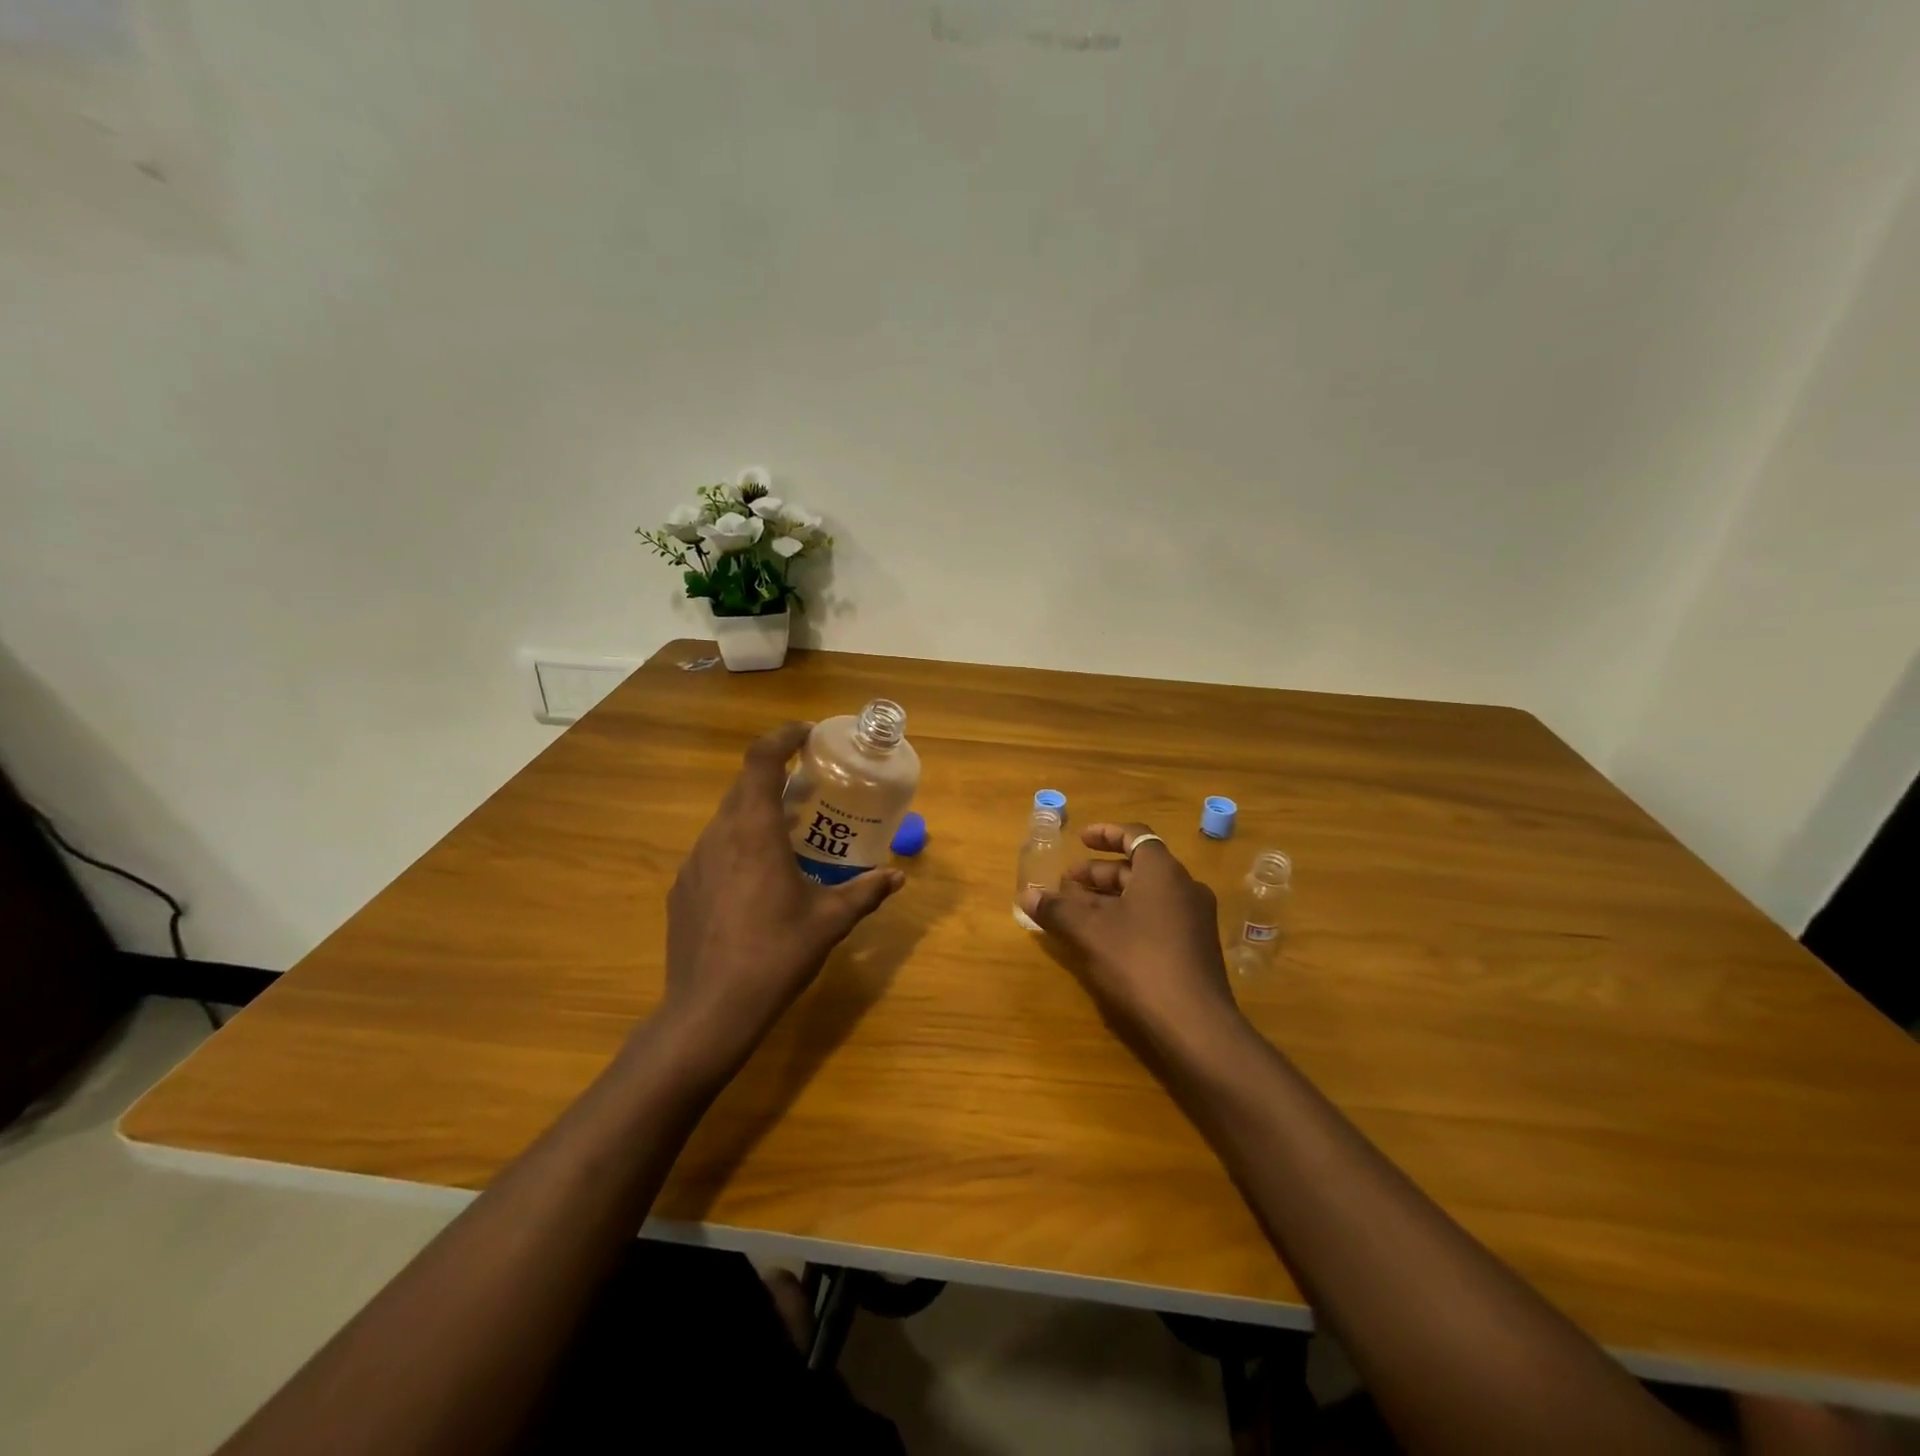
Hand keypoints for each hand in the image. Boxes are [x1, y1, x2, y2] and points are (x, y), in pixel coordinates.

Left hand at [662, 722, 904, 1068]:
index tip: (807, 734)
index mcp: (753, 831)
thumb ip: (865, 891)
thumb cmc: (776, 954)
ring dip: (756, 814)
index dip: (782, 736)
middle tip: (809, 788)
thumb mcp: (830, 921)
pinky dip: (737, 847)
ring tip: (787, 835)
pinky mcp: (682, 889)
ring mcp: (693, 863)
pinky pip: (713, 851)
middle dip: (775, 776)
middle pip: (743, 786)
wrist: (710, 1011)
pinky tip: (756, 883)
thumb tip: (898, 876)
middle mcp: (718, 835)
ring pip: (726, 819)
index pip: (760, 759)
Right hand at [1020, 822, 1241, 1043]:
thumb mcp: (1088, 932)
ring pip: (1148, 895)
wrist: (1194, 1024)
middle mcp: (1185, 887)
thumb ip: (1057, 909)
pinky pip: (1159, 918)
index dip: (1105, 834)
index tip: (1080, 838)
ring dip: (1112, 897)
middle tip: (1068, 883)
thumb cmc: (1138, 961)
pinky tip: (1106, 939)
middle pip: (1138, 868)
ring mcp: (1195, 919)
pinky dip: (1130, 917)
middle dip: (1100, 872)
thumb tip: (1027, 896)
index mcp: (1162, 871)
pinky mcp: (1196, 948)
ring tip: (1079, 911)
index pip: (1135, 835)